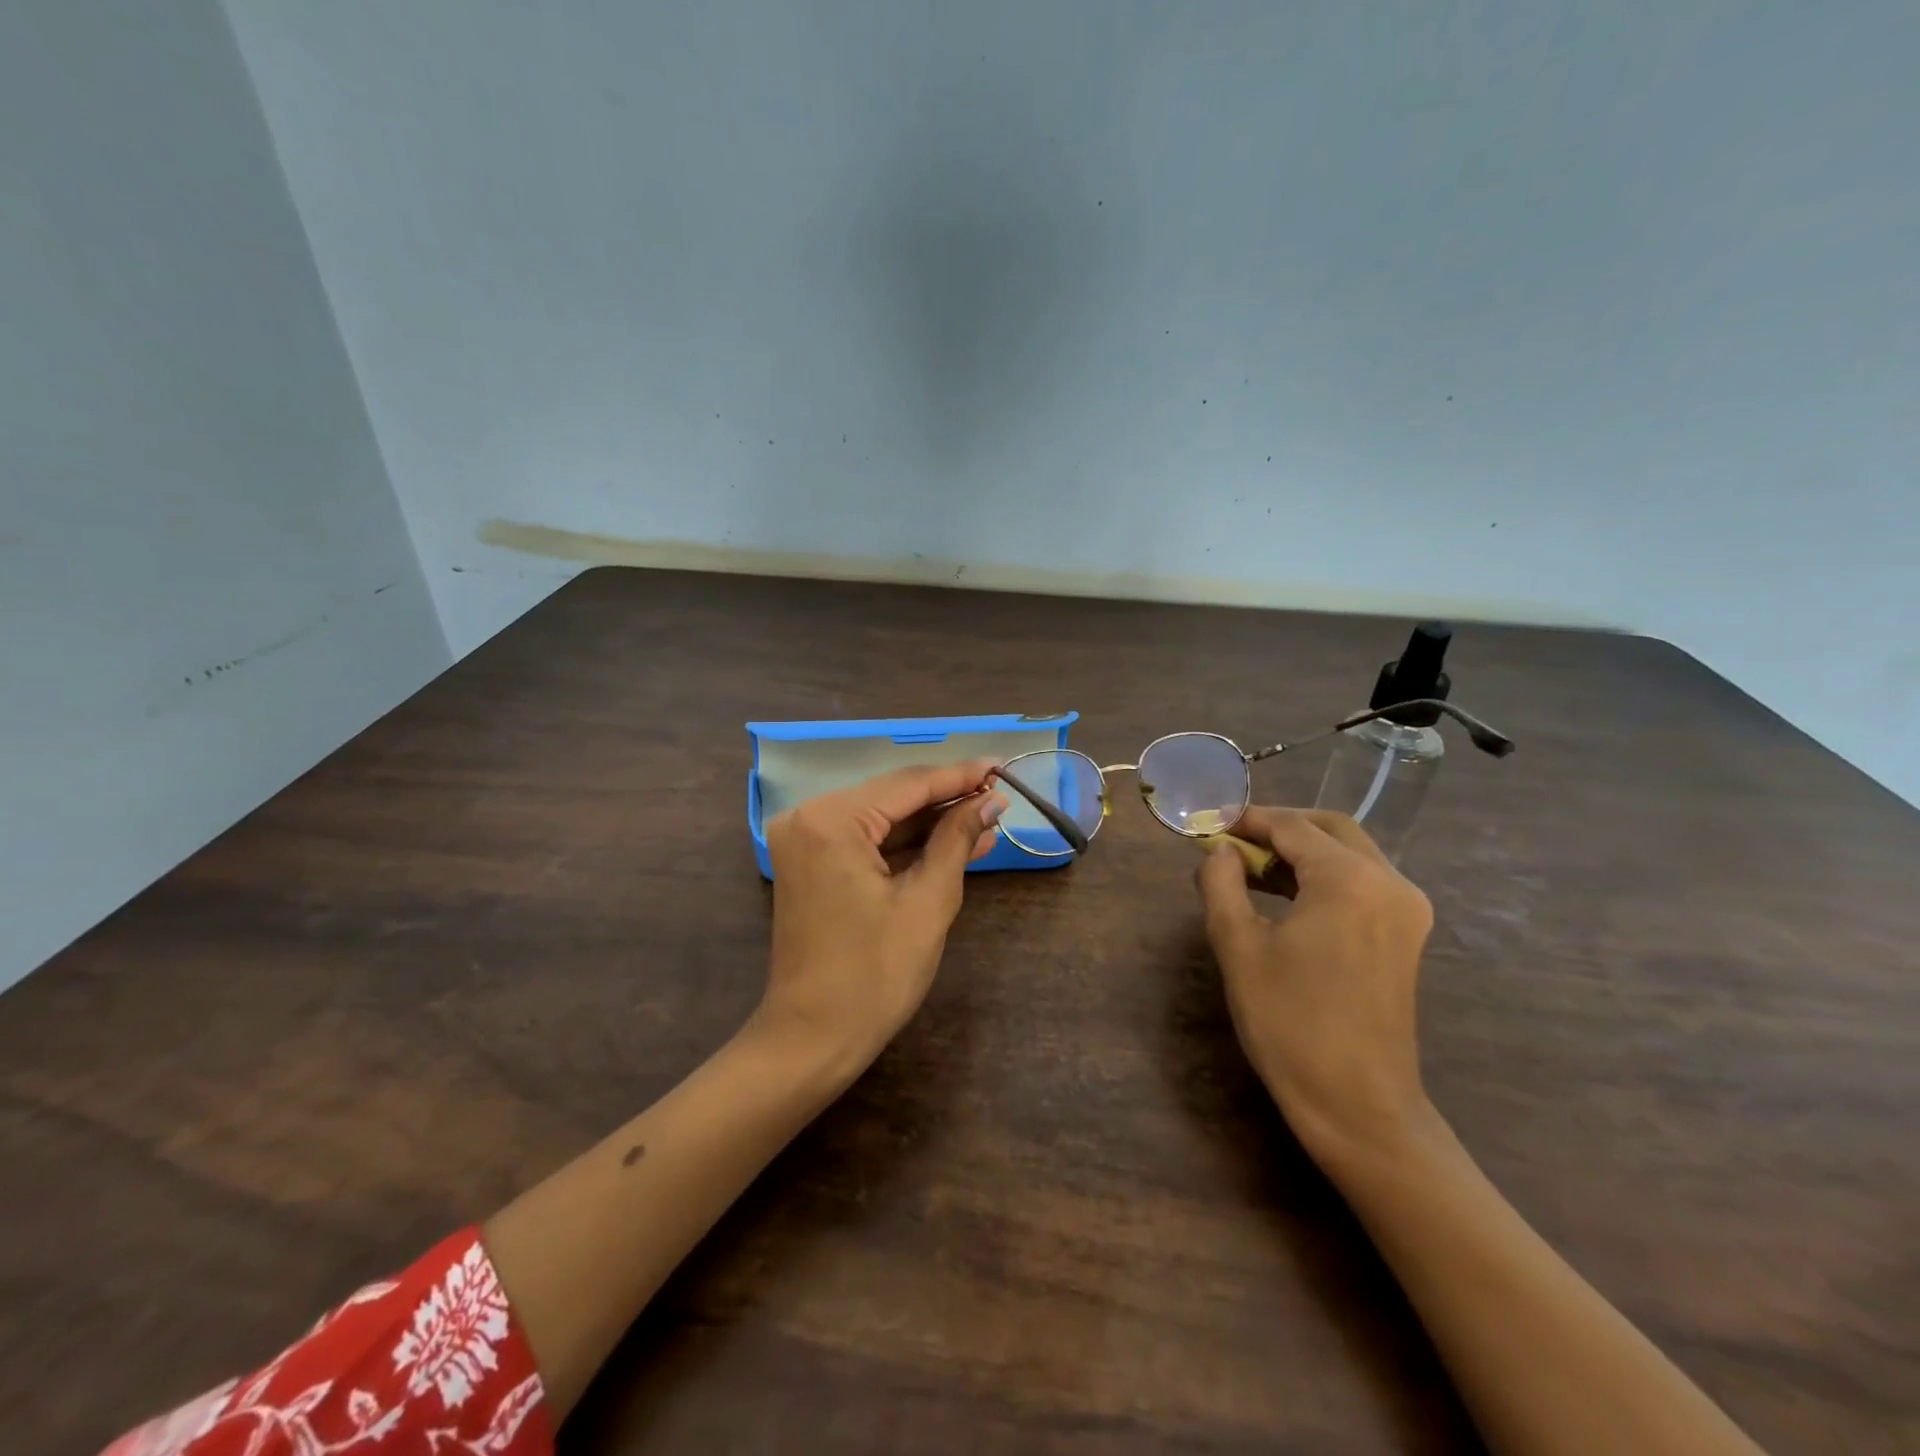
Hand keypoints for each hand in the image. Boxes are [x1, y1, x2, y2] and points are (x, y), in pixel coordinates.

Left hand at [758, 761, 1007, 1075]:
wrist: (812, 1039)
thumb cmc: (875, 975)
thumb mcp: (927, 902)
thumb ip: (956, 839)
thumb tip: (990, 801)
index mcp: (831, 819)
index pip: (908, 784)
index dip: (960, 776)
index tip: (1002, 766)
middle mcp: (809, 817)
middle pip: (892, 797)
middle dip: (947, 799)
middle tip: (999, 794)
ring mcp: (805, 841)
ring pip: (881, 819)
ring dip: (931, 823)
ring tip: (986, 820)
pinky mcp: (810, 864)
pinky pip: (865, 842)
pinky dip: (906, 845)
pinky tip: (952, 843)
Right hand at [1196, 807, 1434, 1160]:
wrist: (1357, 1104)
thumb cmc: (1290, 1023)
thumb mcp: (1238, 946)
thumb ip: (1221, 883)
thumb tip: (1220, 851)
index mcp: (1349, 880)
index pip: (1292, 827)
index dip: (1247, 820)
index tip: (1208, 823)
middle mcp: (1389, 882)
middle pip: (1330, 828)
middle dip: (1278, 827)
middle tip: (1232, 840)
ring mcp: (1405, 908)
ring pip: (1349, 852)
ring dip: (1300, 850)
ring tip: (1249, 867)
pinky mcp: (1405, 933)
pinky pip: (1362, 880)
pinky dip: (1322, 874)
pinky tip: (1284, 892)